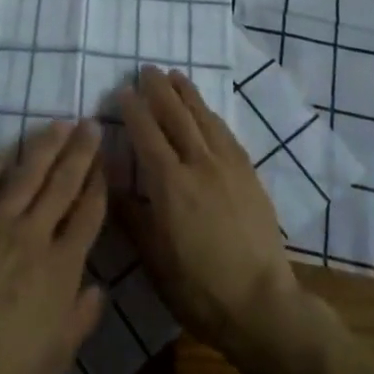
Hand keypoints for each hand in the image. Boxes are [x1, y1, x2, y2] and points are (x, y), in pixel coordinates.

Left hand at [0, 119, 107, 373]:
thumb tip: (99, 289)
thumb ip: (80, 320)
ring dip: (45, 148)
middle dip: (80, 153)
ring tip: (58, 124)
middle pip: (62, 185)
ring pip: (26, 176)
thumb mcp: (55, 361)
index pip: (87, 216)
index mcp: (61, 268)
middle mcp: (34, 236)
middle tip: (90, 124)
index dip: (99, 186)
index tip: (106, 162)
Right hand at [112, 66, 302, 356]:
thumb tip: (111, 182)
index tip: (122, 91)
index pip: (146, 133)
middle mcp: (198, 164)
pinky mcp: (249, 175)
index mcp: (169, 184)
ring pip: (204, 118)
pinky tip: (206, 111)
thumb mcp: (153, 258)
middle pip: (176, 116)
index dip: (133, 110)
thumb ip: (131, 215)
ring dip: (187, 94)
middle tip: (147, 69)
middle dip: (159, 90)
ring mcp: (228, 167)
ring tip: (175, 75)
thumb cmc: (198, 288)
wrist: (262, 304)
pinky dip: (211, 115)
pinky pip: (226, 133)